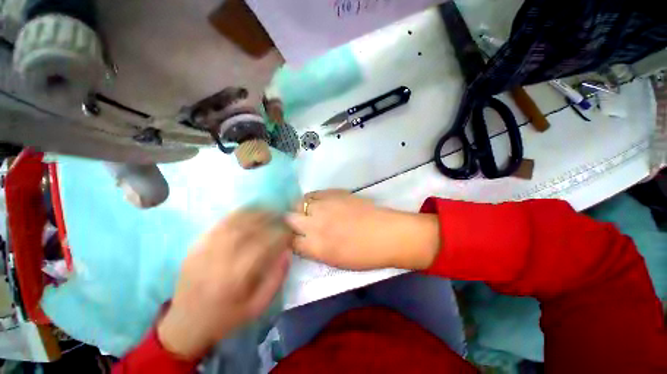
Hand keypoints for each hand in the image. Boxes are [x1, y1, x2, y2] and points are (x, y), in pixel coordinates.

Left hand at [157, 211, 291, 359]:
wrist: (185, 324)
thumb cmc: (226, 317)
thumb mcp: (257, 306)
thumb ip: (276, 279)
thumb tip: (287, 252)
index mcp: (236, 277)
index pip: (264, 245)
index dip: (281, 235)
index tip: (290, 232)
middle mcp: (220, 259)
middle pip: (248, 229)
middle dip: (269, 219)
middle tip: (281, 216)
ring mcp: (205, 250)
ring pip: (234, 222)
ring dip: (254, 213)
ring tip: (268, 210)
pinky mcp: (196, 246)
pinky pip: (219, 224)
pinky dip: (236, 214)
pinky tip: (248, 211)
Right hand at [286, 190, 439, 270]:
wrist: (386, 234)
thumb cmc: (364, 255)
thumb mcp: (334, 261)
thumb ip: (314, 250)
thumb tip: (303, 241)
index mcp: (316, 247)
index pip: (289, 241)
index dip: (289, 239)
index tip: (292, 238)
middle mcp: (315, 224)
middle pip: (289, 218)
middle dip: (290, 222)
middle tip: (297, 224)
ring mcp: (324, 206)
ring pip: (298, 203)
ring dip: (299, 209)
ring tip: (306, 211)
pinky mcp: (334, 193)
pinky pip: (313, 193)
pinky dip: (311, 199)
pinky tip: (316, 202)